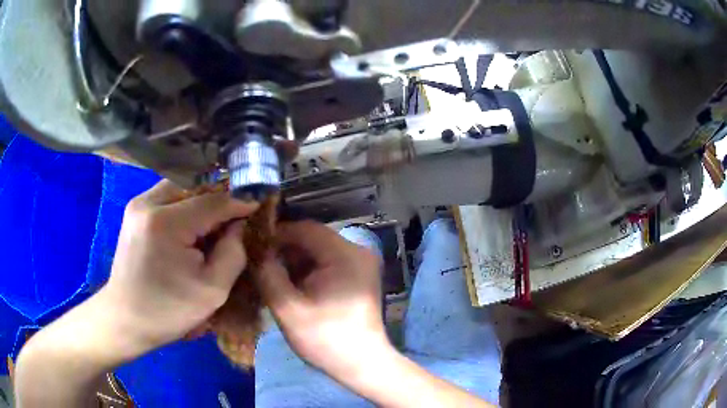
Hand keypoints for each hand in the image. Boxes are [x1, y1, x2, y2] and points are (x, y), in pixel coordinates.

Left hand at [102, 180, 258, 351]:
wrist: (126, 319)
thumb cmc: (169, 311)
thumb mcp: (213, 290)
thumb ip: (233, 251)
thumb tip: (240, 223)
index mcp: (166, 223)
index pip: (214, 200)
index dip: (240, 202)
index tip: (261, 206)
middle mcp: (148, 203)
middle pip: (196, 188)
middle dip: (219, 202)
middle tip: (235, 222)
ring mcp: (138, 204)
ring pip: (182, 189)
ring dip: (201, 203)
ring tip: (213, 227)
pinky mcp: (134, 210)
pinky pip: (168, 198)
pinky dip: (185, 207)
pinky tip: (190, 229)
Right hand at [255, 221, 390, 382]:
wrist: (362, 365)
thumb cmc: (326, 340)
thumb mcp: (288, 309)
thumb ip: (268, 274)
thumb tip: (253, 248)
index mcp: (345, 255)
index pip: (305, 229)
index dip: (277, 234)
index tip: (254, 246)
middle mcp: (358, 252)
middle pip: (313, 239)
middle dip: (285, 250)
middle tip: (261, 264)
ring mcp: (361, 264)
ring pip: (319, 251)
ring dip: (295, 261)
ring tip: (274, 276)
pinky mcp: (359, 277)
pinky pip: (328, 263)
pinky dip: (308, 270)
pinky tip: (293, 286)